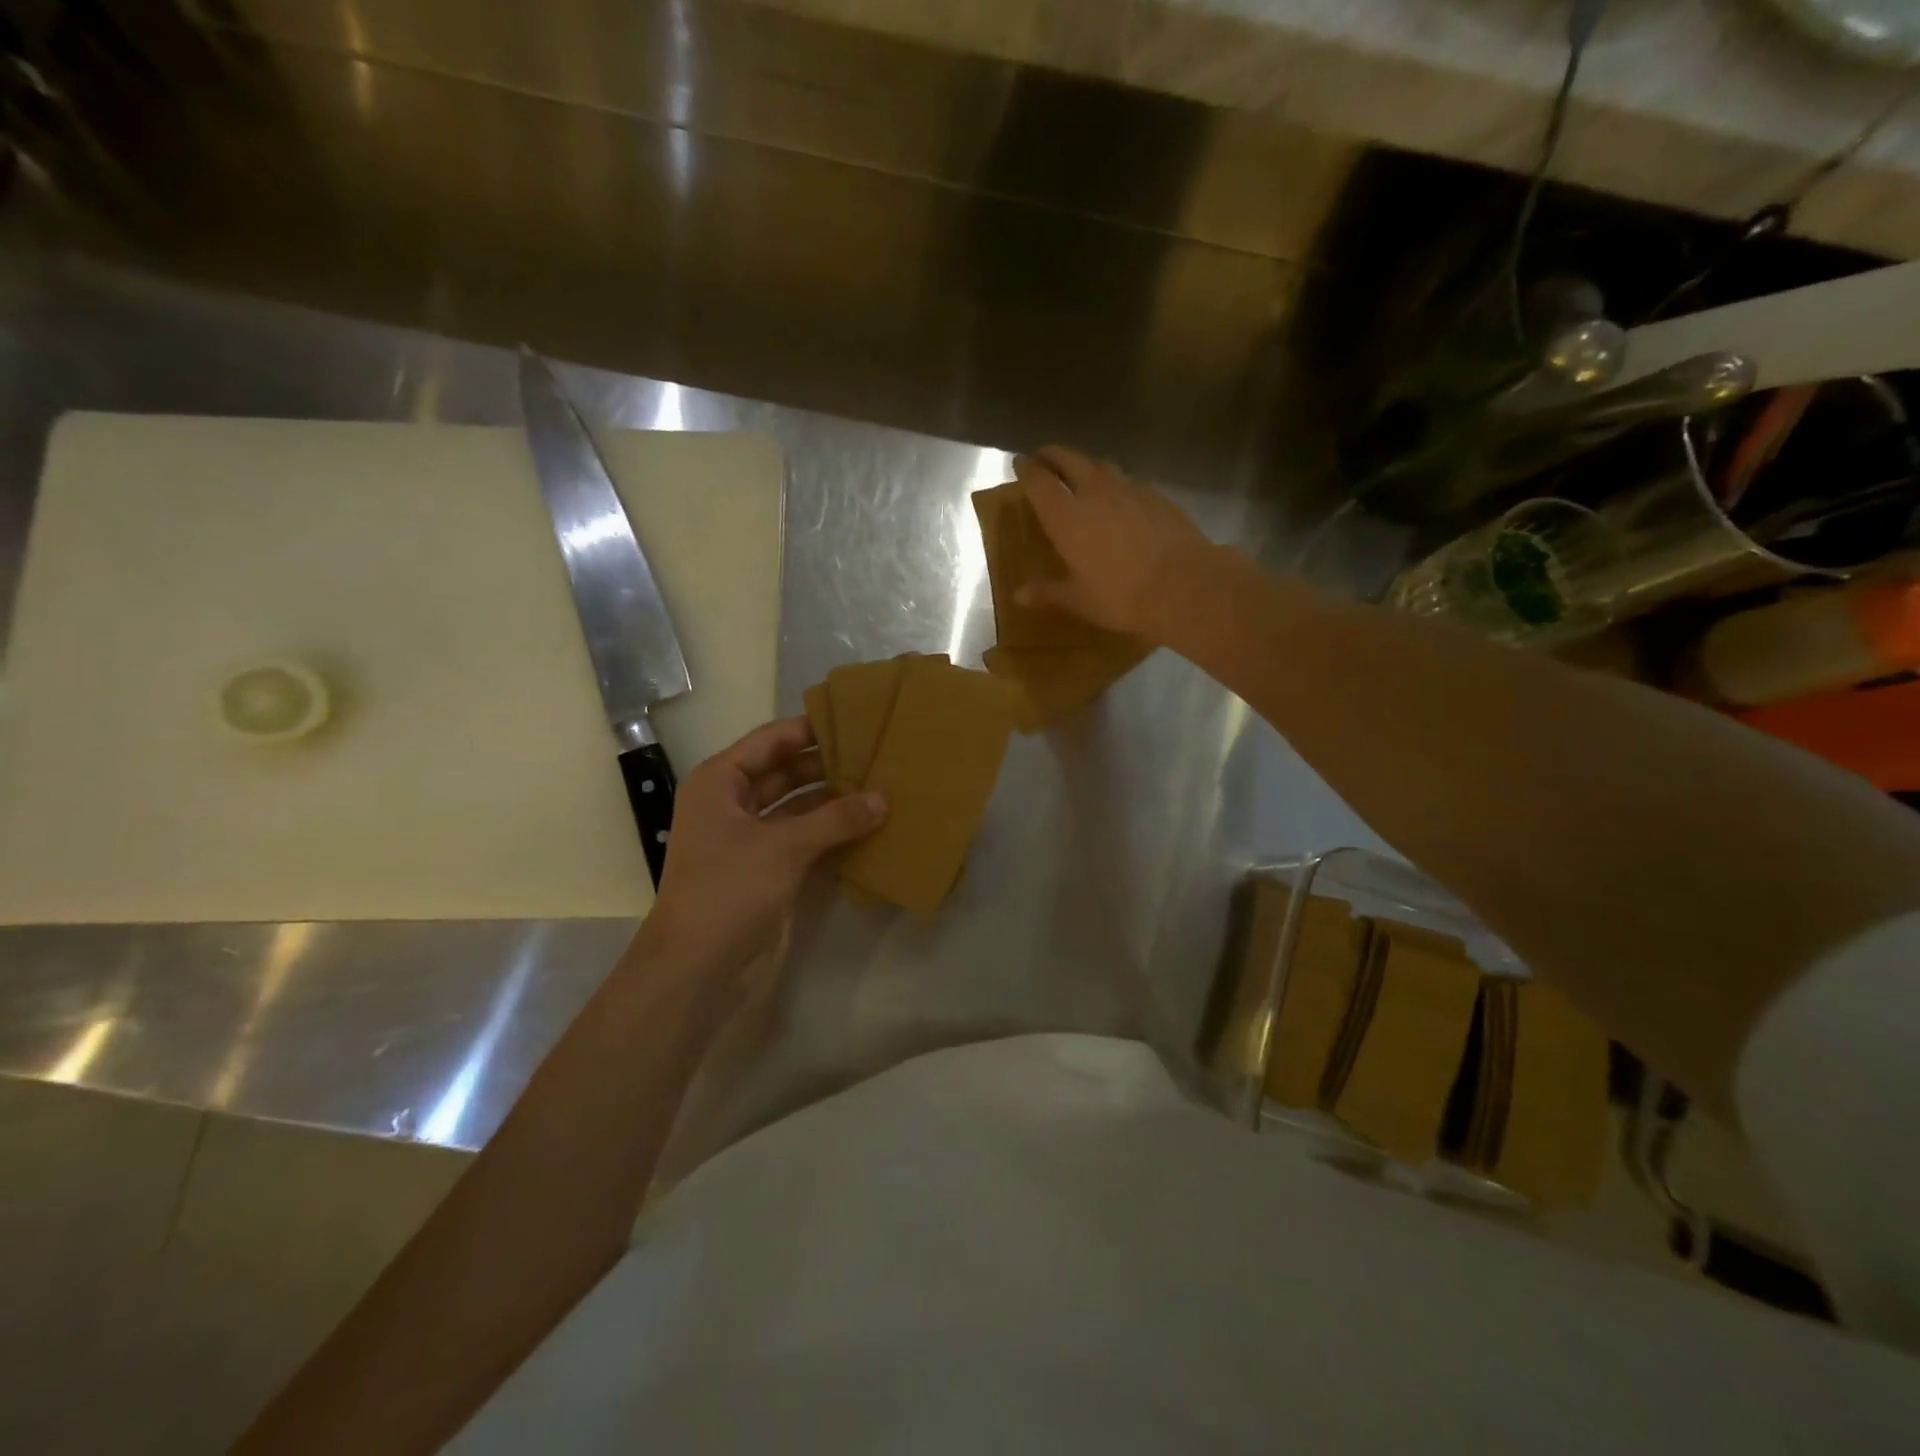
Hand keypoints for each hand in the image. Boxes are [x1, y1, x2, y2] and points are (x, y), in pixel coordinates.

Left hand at [644, 717, 884, 999]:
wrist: (698, 969)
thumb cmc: (729, 889)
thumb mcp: (783, 846)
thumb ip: (836, 818)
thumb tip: (883, 799)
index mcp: (721, 782)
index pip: (771, 741)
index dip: (811, 729)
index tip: (856, 719)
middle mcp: (734, 805)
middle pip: (787, 773)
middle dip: (829, 767)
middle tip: (878, 756)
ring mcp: (752, 841)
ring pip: (800, 809)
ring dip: (835, 803)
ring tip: (883, 788)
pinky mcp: (770, 872)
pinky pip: (807, 841)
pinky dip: (834, 835)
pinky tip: (871, 827)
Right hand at [1014, 445, 1215, 642]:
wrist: (1183, 584)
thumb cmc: (1122, 596)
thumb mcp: (1079, 600)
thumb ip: (1048, 593)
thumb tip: (1019, 595)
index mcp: (1067, 517)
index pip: (1040, 482)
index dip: (1027, 469)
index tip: (1020, 463)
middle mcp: (1095, 493)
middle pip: (1069, 460)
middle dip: (1053, 455)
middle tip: (1043, 457)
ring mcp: (1129, 490)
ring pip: (1101, 465)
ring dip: (1086, 464)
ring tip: (1081, 473)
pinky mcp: (1157, 496)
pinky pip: (1129, 482)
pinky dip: (1117, 483)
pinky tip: (1121, 498)